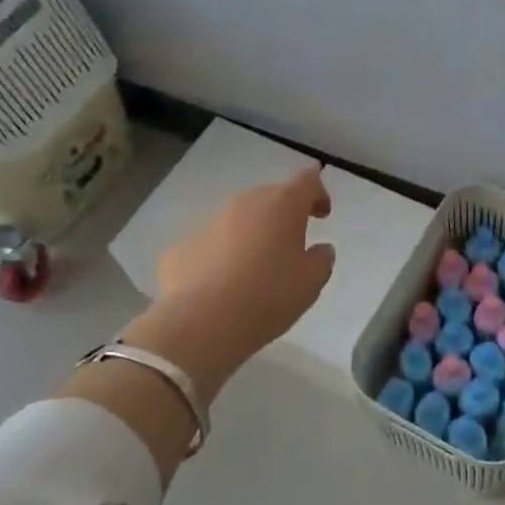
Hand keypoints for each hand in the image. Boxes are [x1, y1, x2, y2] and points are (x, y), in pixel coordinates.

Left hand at [152, 166, 336, 368]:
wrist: (199, 323)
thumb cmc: (267, 296)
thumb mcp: (311, 283)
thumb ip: (322, 259)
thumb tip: (320, 249)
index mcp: (282, 205)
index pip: (307, 181)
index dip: (318, 192)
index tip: (322, 213)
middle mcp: (245, 203)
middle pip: (270, 197)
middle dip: (284, 214)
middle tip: (292, 241)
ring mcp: (209, 222)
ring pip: (239, 219)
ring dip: (252, 234)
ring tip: (256, 266)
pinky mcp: (182, 246)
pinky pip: (211, 244)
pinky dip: (222, 255)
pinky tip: (223, 284)